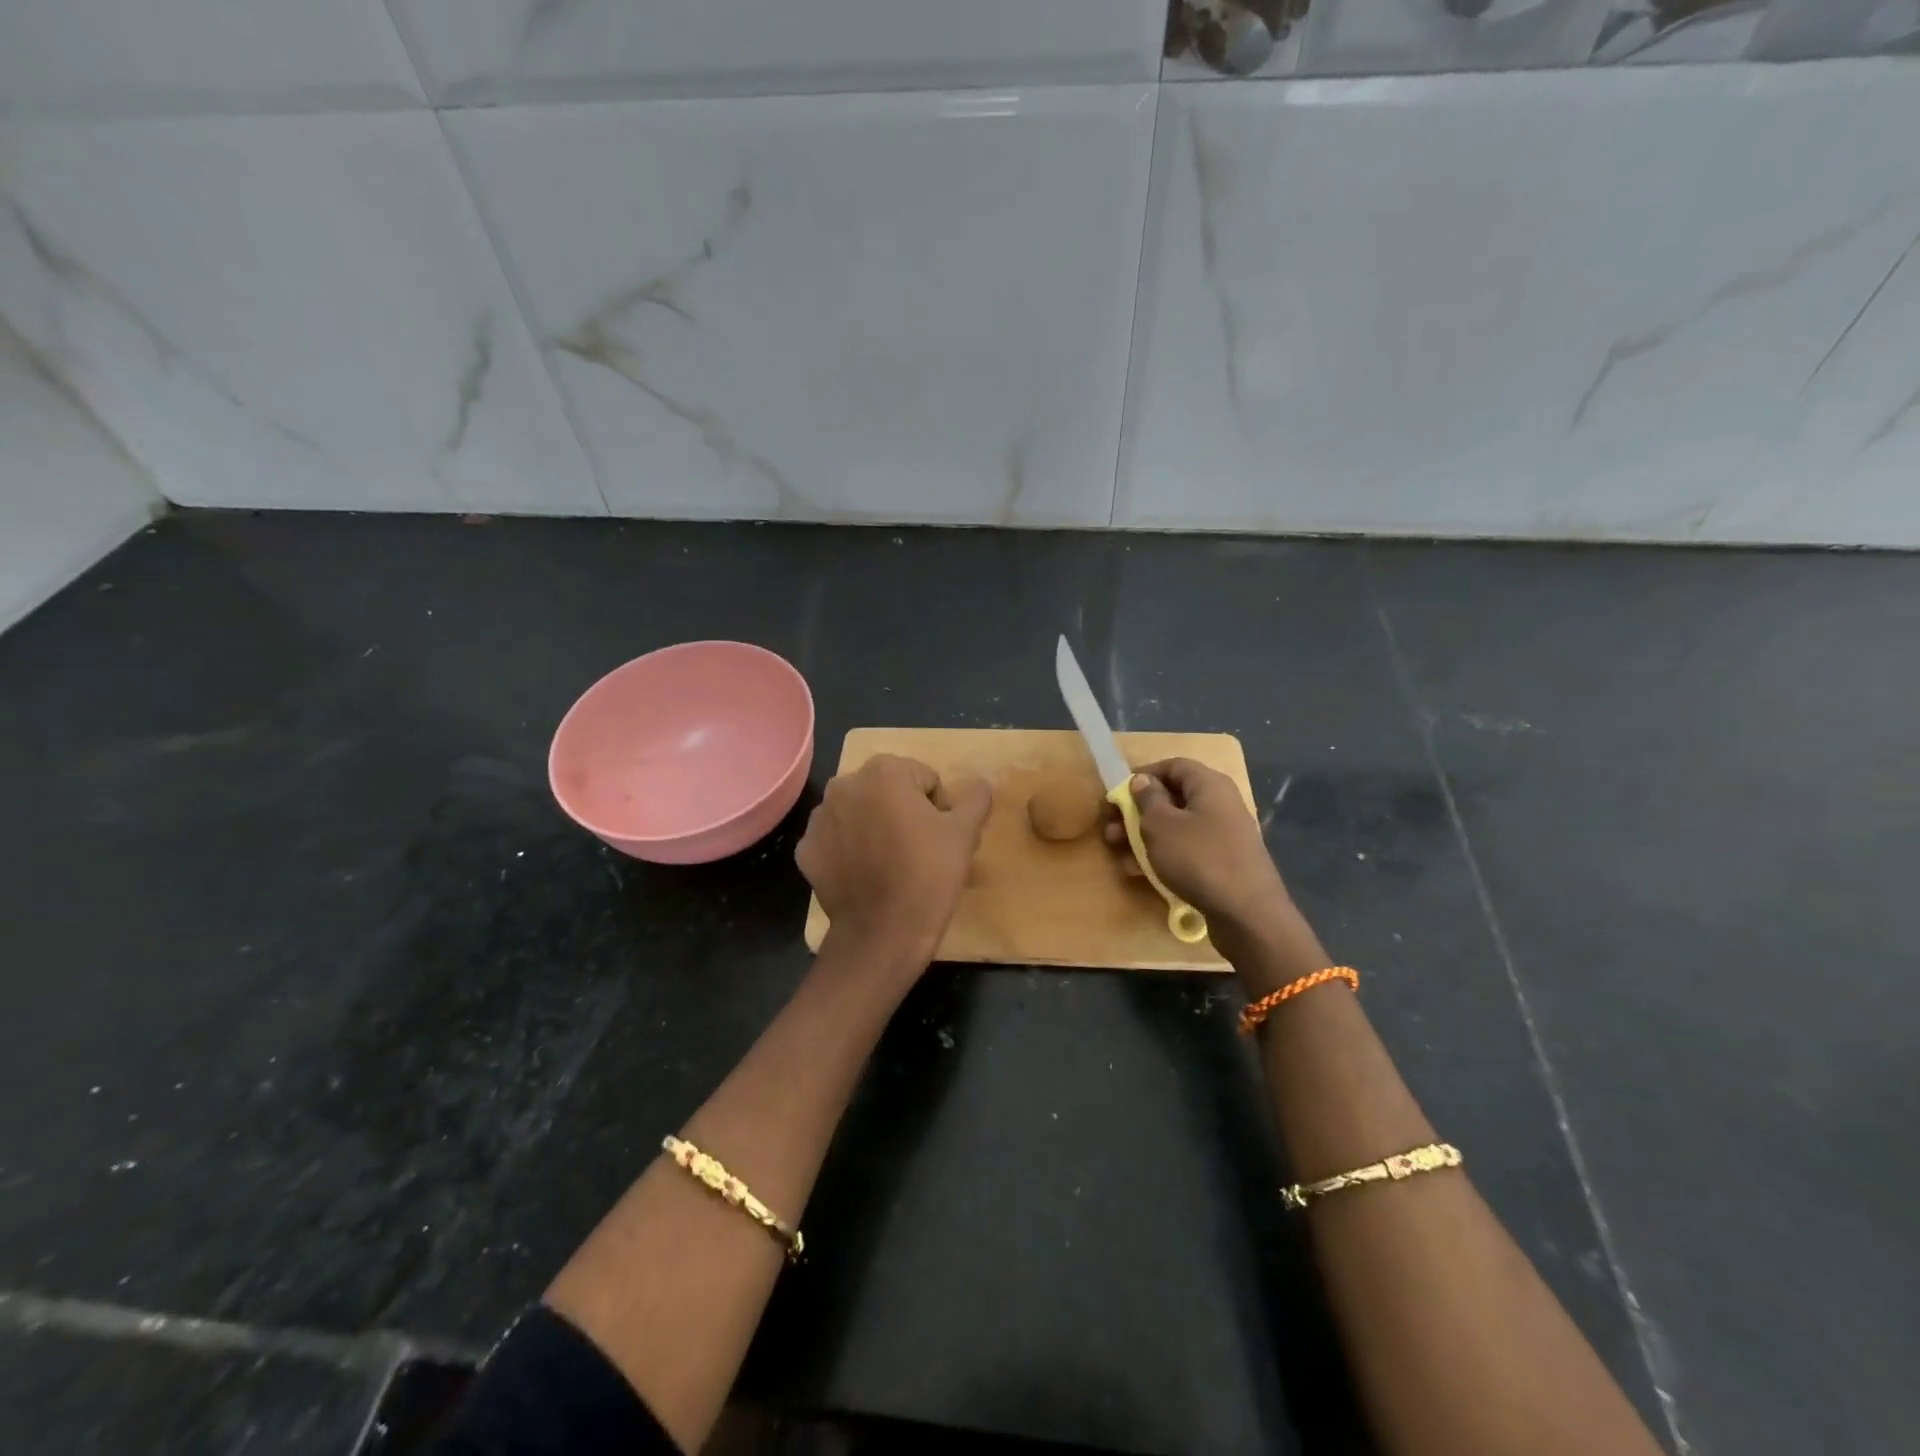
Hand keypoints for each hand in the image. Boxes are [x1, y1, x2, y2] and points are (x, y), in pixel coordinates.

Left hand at [797, 753, 991, 961]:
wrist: (882, 934)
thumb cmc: (928, 875)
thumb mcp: (965, 833)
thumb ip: (975, 799)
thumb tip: (980, 783)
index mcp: (884, 771)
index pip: (924, 779)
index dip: (939, 807)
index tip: (941, 838)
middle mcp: (844, 785)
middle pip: (888, 791)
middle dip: (904, 813)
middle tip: (920, 851)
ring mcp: (820, 818)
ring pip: (860, 813)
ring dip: (875, 828)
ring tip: (891, 864)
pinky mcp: (806, 850)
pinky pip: (837, 841)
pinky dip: (850, 851)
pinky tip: (865, 876)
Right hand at [1102, 758, 1290, 938]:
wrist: (1247, 914)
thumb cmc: (1198, 858)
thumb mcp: (1160, 825)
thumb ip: (1147, 799)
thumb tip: (1143, 781)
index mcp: (1209, 785)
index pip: (1173, 765)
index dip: (1142, 775)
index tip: (1117, 793)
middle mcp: (1220, 804)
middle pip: (1172, 798)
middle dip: (1137, 812)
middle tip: (1110, 829)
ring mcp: (1223, 835)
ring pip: (1176, 827)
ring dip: (1144, 837)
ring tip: (1118, 853)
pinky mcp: (1223, 863)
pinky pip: (1187, 850)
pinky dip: (1163, 856)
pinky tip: (1140, 872)